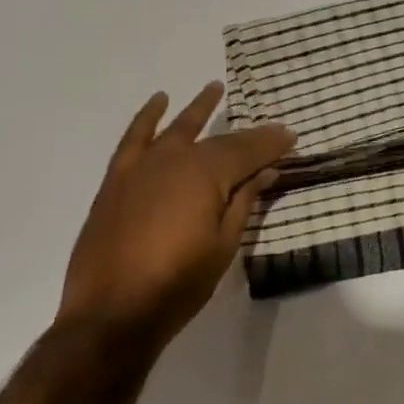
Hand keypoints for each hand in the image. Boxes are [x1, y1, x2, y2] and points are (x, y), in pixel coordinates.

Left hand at [58, 84, 295, 351]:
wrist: (110, 315)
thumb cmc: (178, 283)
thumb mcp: (224, 244)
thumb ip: (245, 202)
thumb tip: (266, 171)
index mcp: (206, 175)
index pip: (248, 151)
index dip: (272, 144)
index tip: (292, 138)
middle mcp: (175, 160)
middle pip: (219, 141)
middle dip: (249, 136)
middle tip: (272, 132)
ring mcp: (142, 168)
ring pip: (178, 129)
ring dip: (199, 109)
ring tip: (214, 88)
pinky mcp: (118, 181)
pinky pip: (134, 139)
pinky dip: (147, 117)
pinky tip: (159, 102)